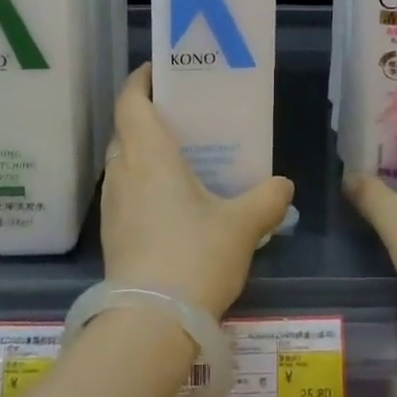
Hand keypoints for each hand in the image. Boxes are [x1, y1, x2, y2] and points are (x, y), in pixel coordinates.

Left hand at [103, 65, 294, 317]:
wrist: (149, 327)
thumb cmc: (194, 258)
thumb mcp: (242, 226)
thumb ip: (266, 200)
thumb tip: (284, 185)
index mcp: (149, 156)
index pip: (131, 102)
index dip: (140, 80)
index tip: (159, 70)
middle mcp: (124, 173)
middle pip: (125, 130)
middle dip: (146, 116)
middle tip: (180, 116)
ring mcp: (113, 206)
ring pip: (123, 162)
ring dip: (142, 152)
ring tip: (178, 157)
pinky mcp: (112, 236)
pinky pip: (124, 192)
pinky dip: (141, 183)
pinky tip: (170, 203)